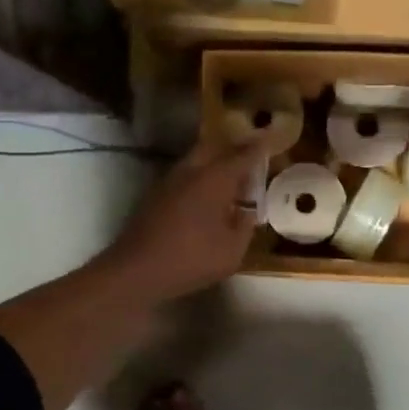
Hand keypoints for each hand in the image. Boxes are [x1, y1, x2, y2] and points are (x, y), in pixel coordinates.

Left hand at [106, 139, 266, 301]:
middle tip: (251, 155)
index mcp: (215, 179)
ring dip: (216, 161)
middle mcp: (191, 171)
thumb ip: (244, 226)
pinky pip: (186, 175)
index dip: (259, 147)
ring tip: (232, 176)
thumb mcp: (232, 250)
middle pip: (215, 147)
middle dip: (234, 147)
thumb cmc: (191, 259)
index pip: (243, 155)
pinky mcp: (156, 195)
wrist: (137, 270)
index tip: (272, 139)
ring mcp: (170, 181)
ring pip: (197, 159)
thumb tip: (247, 212)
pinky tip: (208, 195)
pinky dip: (201, 176)